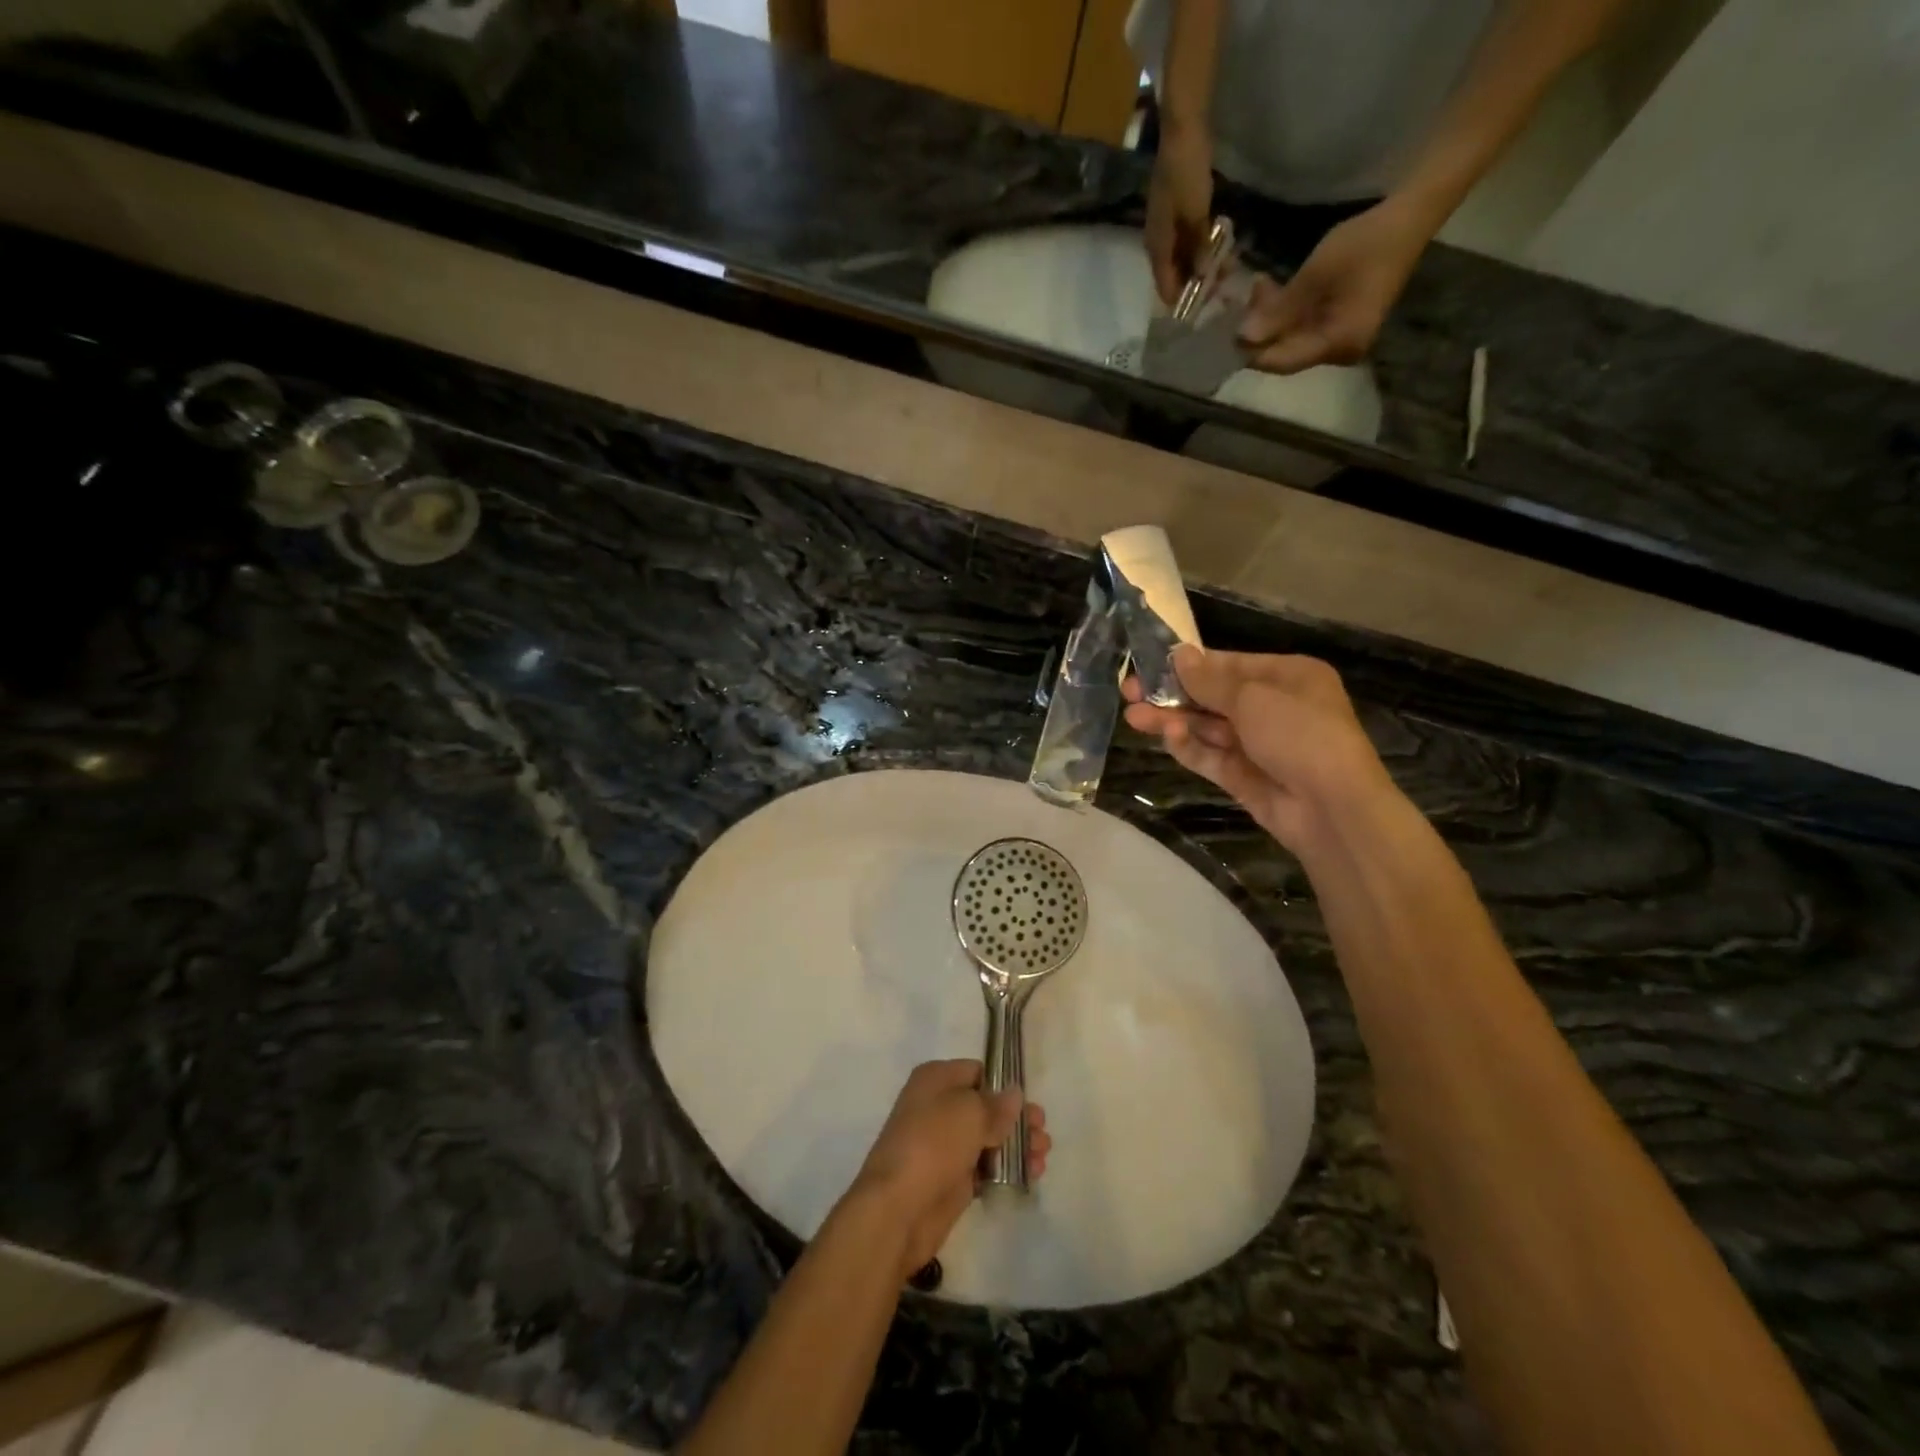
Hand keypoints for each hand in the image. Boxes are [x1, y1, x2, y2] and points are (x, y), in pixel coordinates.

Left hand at [845, 1060, 1051, 1278]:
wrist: (897, 1209)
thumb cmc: (933, 1144)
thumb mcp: (970, 1112)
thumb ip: (997, 1104)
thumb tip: (1014, 1094)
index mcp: (936, 1079)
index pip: (977, 1072)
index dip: (1004, 1085)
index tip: (1030, 1102)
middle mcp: (938, 1107)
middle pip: (986, 1106)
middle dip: (1016, 1119)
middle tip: (1042, 1131)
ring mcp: (944, 1145)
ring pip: (988, 1138)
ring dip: (1017, 1144)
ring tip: (1042, 1155)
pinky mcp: (952, 1179)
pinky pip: (985, 1166)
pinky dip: (1007, 1168)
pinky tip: (1032, 1173)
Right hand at [1124, 646, 1396, 854]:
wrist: (1332, 808)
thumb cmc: (1300, 734)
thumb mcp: (1252, 698)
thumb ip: (1209, 680)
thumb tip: (1177, 654)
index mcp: (1288, 677)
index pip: (1229, 665)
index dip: (1189, 665)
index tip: (1149, 665)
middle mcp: (1274, 707)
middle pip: (1213, 697)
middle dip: (1173, 695)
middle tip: (1129, 692)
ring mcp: (1259, 745)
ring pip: (1208, 728)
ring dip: (1173, 720)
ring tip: (1133, 716)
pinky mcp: (1245, 777)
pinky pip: (1212, 757)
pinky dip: (1190, 746)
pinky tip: (1167, 736)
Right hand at [1145, 126, 1214, 305]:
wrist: (1182, 131)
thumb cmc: (1187, 173)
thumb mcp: (1196, 213)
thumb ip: (1199, 247)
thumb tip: (1202, 276)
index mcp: (1157, 246)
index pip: (1166, 287)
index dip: (1183, 300)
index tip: (1205, 308)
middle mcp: (1156, 242)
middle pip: (1172, 275)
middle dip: (1194, 284)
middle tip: (1220, 288)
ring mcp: (1164, 227)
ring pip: (1180, 258)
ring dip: (1198, 265)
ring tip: (1223, 268)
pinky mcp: (1173, 213)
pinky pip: (1184, 241)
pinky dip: (1198, 248)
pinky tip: (1214, 247)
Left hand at [1238, 196, 1435, 372]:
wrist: (1408, 219)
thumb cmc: (1363, 244)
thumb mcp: (1314, 276)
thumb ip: (1278, 312)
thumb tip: (1243, 338)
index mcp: (1336, 345)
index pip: (1282, 362)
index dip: (1253, 351)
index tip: (1228, 332)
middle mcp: (1338, 352)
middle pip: (1285, 352)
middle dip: (1260, 330)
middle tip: (1244, 299)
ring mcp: (1339, 341)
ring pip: (1291, 339)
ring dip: (1270, 318)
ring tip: (1259, 286)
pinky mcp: (1339, 326)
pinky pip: (1303, 328)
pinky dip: (1286, 313)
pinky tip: (1273, 288)